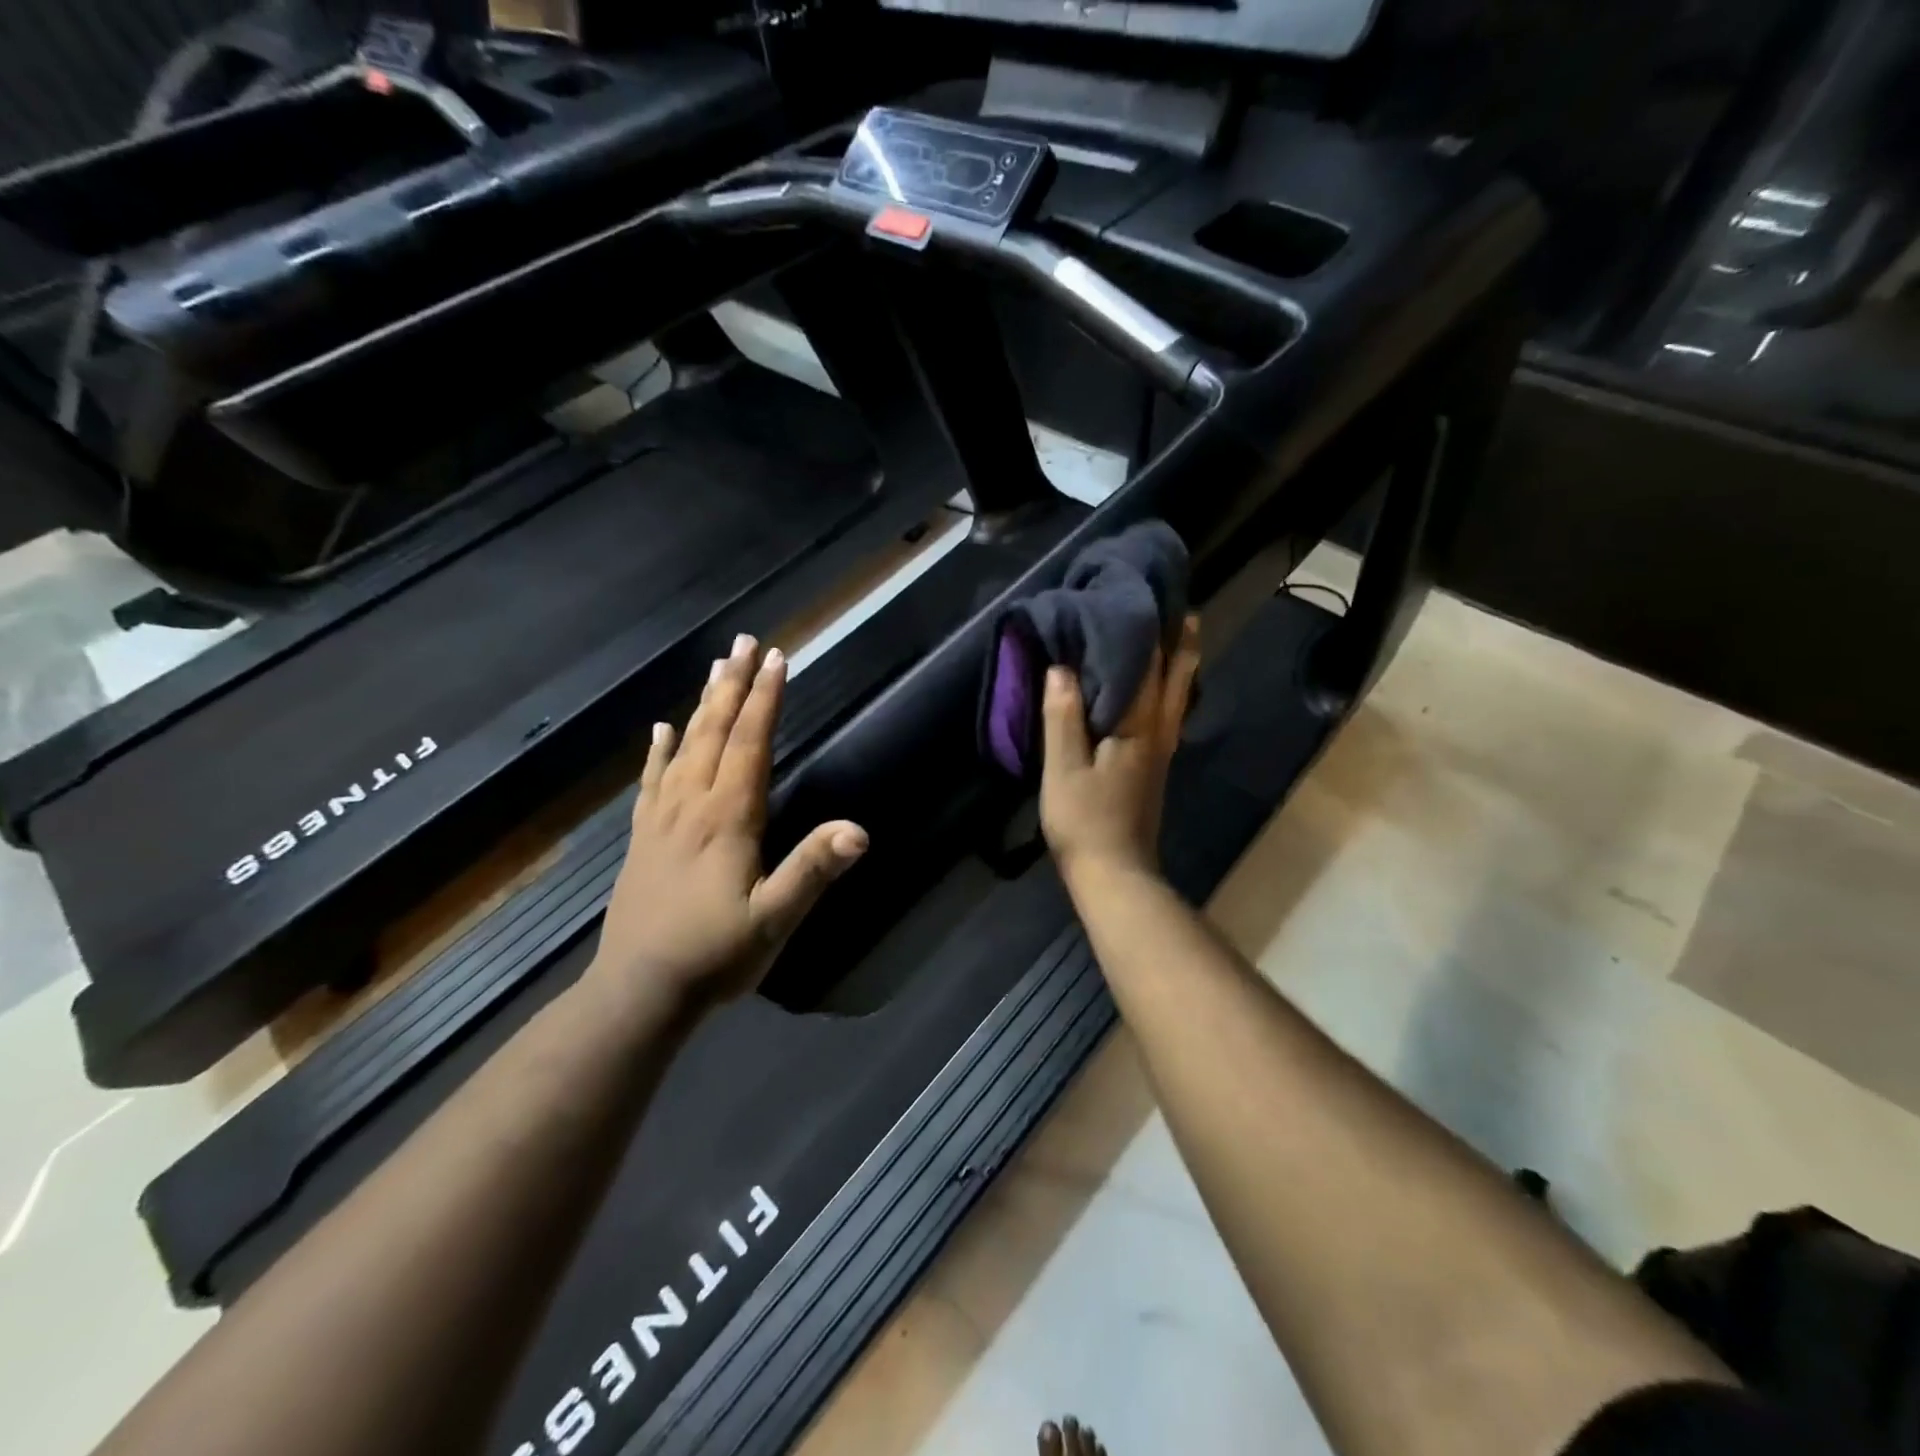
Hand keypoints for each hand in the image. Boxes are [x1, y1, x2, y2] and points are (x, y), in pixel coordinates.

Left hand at [591, 634, 867, 1011]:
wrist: (638, 991)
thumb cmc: (715, 954)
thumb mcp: (774, 919)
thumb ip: (813, 871)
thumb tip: (858, 830)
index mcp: (728, 817)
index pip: (750, 744)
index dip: (766, 700)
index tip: (777, 658)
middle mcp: (692, 805)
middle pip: (714, 732)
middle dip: (733, 685)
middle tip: (745, 642)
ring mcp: (661, 819)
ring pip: (683, 747)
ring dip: (702, 705)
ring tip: (715, 669)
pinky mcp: (642, 838)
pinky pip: (651, 781)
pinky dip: (658, 750)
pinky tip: (661, 729)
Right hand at [1040, 614, 1199, 884]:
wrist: (1115, 874)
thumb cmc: (1084, 821)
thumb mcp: (1063, 769)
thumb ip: (1063, 717)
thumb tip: (1061, 667)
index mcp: (1136, 728)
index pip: (1144, 667)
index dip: (1145, 630)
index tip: (1144, 595)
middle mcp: (1159, 733)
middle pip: (1176, 678)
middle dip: (1179, 641)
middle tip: (1179, 606)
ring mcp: (1161, 751)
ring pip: (1178, 696)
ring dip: (1180, 663)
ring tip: (1179, 633)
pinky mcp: (1155, 767)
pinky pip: (1168, 714)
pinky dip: (1170, 689)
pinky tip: (1161, 687)